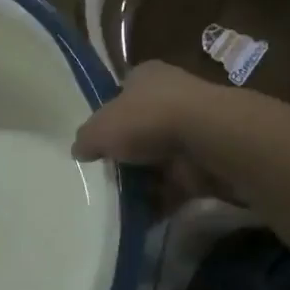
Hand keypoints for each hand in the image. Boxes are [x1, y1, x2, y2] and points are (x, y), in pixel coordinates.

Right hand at [73, 61, 226, 207]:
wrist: (207, 137)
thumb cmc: (146, 119)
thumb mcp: (99, 129)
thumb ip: (86, 139)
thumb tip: (80, 150)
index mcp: (145, 76)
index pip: (123, 92)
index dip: (110, 115)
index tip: (100, 141)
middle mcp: (172, 94)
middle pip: (143, 126)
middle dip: (128, 151)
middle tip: (109, 173)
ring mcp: (194, 126)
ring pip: (162, 155)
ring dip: (148, 177)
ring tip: (124, 199)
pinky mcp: (209, 156)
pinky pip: (180, 180)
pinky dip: (166, 196)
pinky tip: (147, 213)